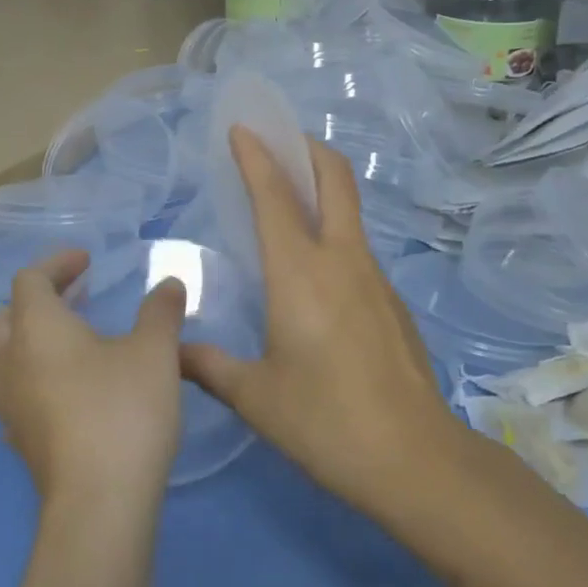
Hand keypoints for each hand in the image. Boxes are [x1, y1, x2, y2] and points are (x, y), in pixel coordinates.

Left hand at [0, 251, 187, 507]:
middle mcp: (11, 362)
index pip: (30, 280)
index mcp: (37, 328)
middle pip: (5, 317)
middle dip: (36, 301)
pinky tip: (64, 394)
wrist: (99, 502)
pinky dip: (33, 381)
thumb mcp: (154, 351)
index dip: (57, 263)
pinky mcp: (19, 443)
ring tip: (67, 344)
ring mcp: (9, 406)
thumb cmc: (123, 410)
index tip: (87, 262)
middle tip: (75, 299)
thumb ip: (160, 310)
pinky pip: (13, 397)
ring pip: (2, 360)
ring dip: (28, 342)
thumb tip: (169, 283)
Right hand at [180, 130, 463, 510]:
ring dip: (322, 187)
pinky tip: (315, 269)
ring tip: (289, 198)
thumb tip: (172, 353)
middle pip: (334, 178)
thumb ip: (210, 366)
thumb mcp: (256, 397)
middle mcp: (341, 260)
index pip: (275, 196)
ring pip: (350, 210)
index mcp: (300, 273)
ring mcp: (374, 278)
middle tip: (279, 140)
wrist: (415, 458)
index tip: (242, 128)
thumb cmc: (326, 422)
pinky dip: (333, 230)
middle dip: (307, 147)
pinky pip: (357, 247)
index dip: (257, 156)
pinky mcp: (391, 300)